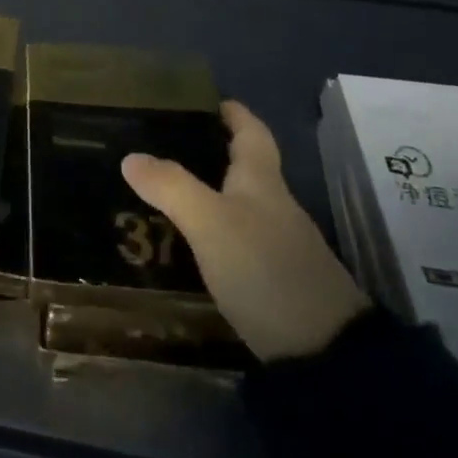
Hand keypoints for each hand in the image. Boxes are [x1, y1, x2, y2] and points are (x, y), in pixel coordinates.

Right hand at [121, 100, 368, 360]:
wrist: (327, 356)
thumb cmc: (265, 269)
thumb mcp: (210, 223)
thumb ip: (170, 186)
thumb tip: (130, 157)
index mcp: (262, 182)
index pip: (252, 133)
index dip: (234, 114)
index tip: (210, 101)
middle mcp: (275, 207)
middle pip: (245, 168)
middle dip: (211, 153)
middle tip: (166, 148)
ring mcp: (282, 247)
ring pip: (241, 207)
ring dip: (209, 195)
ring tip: (167, 195)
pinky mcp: (279, 284)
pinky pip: (240, 242)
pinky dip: (216, 233)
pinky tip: (193, 246)